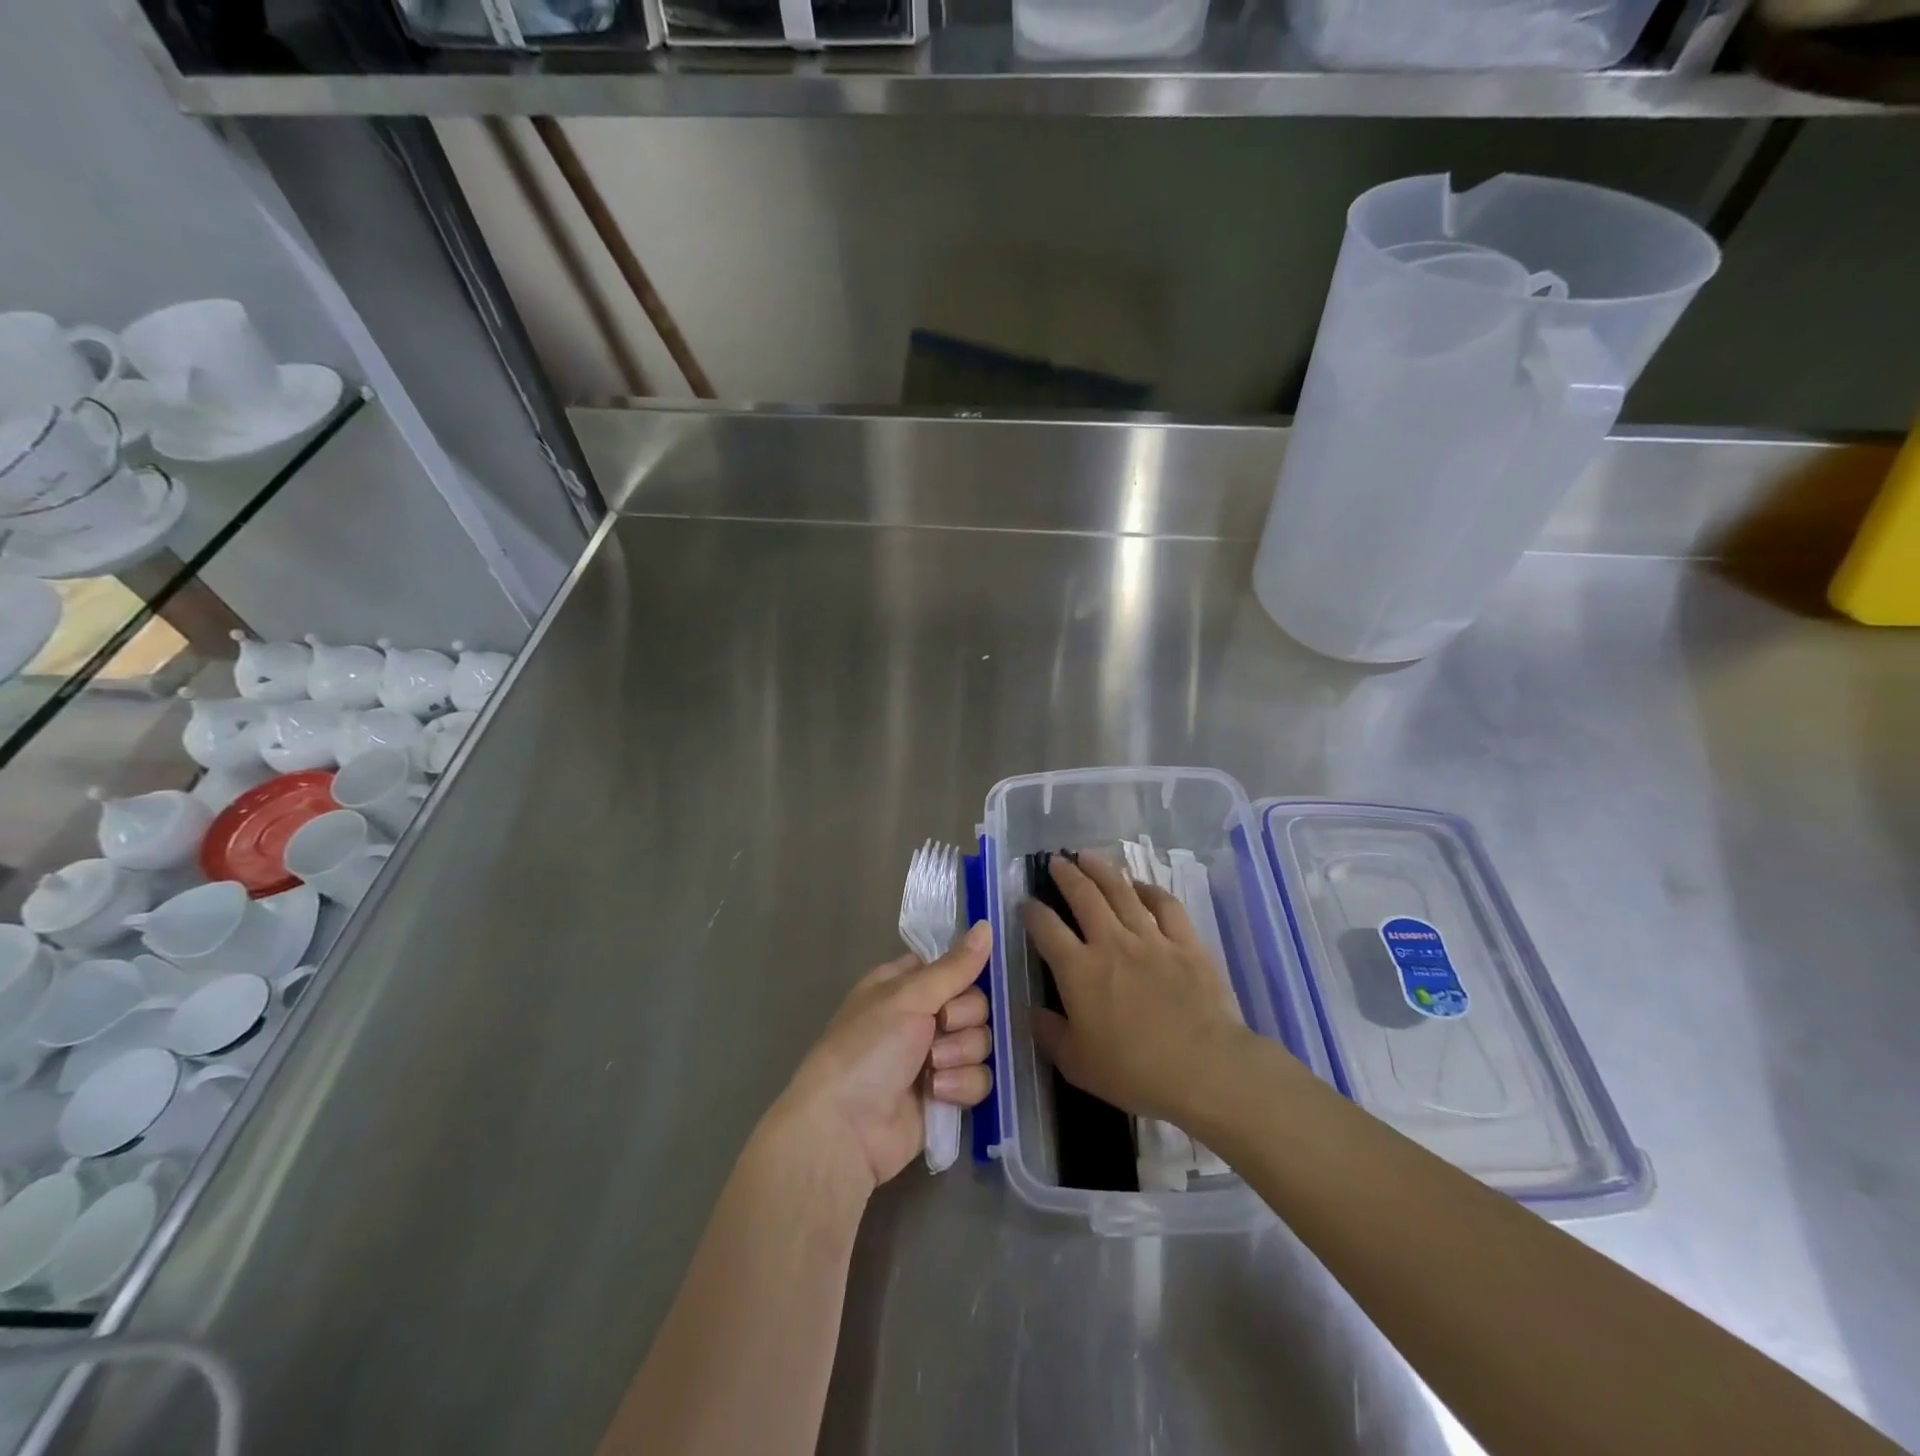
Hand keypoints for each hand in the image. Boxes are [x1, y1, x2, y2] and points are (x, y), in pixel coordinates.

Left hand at [768, 922, 994, 1194]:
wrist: (845, 1129)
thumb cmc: (867, 1049)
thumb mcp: (908, 998)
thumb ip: (954, 967)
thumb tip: (986, 925)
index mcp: (904, 985)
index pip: (952, 968)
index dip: (961, 978)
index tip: (955, 987)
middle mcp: (921, 1017)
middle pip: (974, 1005)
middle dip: (962, 1020)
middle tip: (938, 1029)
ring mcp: (934, 1058)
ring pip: (980, 1042)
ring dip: (960, 1055)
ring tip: (931, 1070)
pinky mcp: (946, 1095)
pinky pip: (978, 1079)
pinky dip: (961, 1086)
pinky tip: (937, 1094)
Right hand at [1022, 854, 1249, 1126]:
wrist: (1205, 1069)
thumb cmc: (1135, 1072)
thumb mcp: (1077, 1064)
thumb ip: (1049, 1033)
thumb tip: (1031, 1010)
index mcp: (1078, 970)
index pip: (1046, 928)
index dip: (1031, 911)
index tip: (1025, 903)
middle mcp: (1110, 943)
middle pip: (1083, 896)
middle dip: (1066, 875)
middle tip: (1056, 861)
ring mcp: (1151, 938)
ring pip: (1121, 891)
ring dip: (1102, 870)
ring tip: (1088, 856)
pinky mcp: (1186, 942)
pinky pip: (1165, 905)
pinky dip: (1150, 890)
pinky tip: (1141, 885)